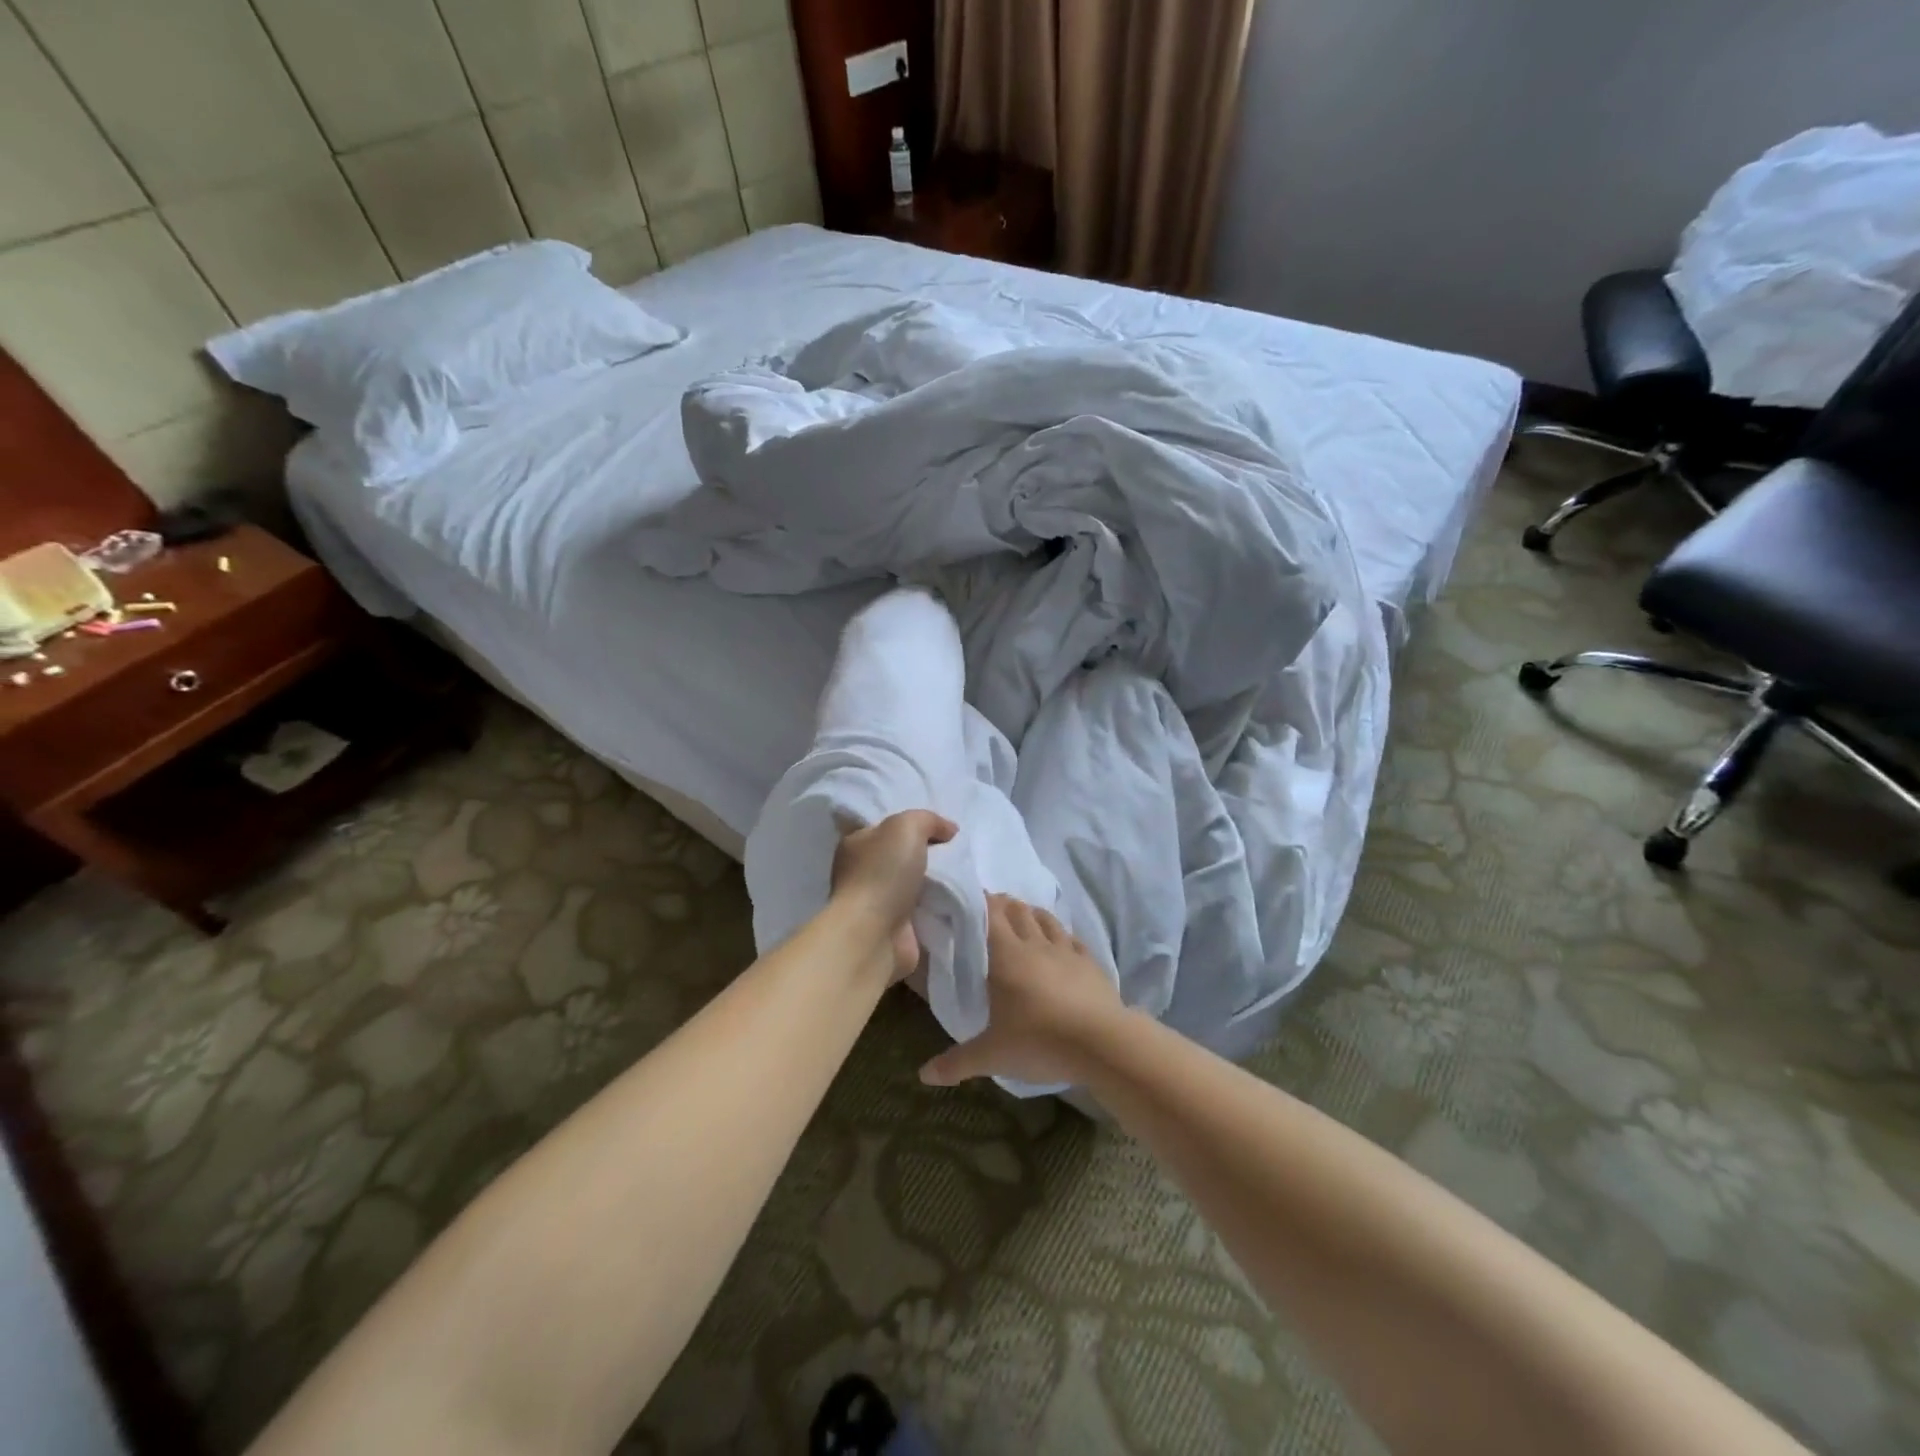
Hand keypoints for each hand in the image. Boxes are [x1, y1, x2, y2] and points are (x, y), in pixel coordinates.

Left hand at [831, 810, 957, 979]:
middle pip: (903, 856)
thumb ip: (928, 820)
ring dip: (937, 883)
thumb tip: (949, 830)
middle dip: (929, 855)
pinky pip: (923, 910)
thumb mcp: (907, 826)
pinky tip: (958, 900)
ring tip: (966, 876)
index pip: (886, 828)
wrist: (875, 934)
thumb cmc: (883, 873)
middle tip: (959, 852)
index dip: (913, 825)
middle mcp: (862, 872)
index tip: (943, 830)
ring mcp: (877, 903)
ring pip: (915, 884)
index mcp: (856, 844)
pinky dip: (938, 907)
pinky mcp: (895, 928)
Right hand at [919, 895, 1124, 1087]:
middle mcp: (1035, 944)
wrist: (1103, 1043)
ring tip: (1022, 917)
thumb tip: (924, 1074)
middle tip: (990, 909)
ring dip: (1031, 914)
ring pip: (1045, 919)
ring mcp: (1066, 951)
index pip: (989, 914)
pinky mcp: (1090, 963)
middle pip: (1017, 911)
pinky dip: (1061, 935)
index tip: (968, 898)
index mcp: (1006, 956)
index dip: (979, 901)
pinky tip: (1061, 942)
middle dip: (1003, 905)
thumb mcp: (993, 1055)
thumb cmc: (1040, 1041)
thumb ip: (958, 1062)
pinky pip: (1072, 939)